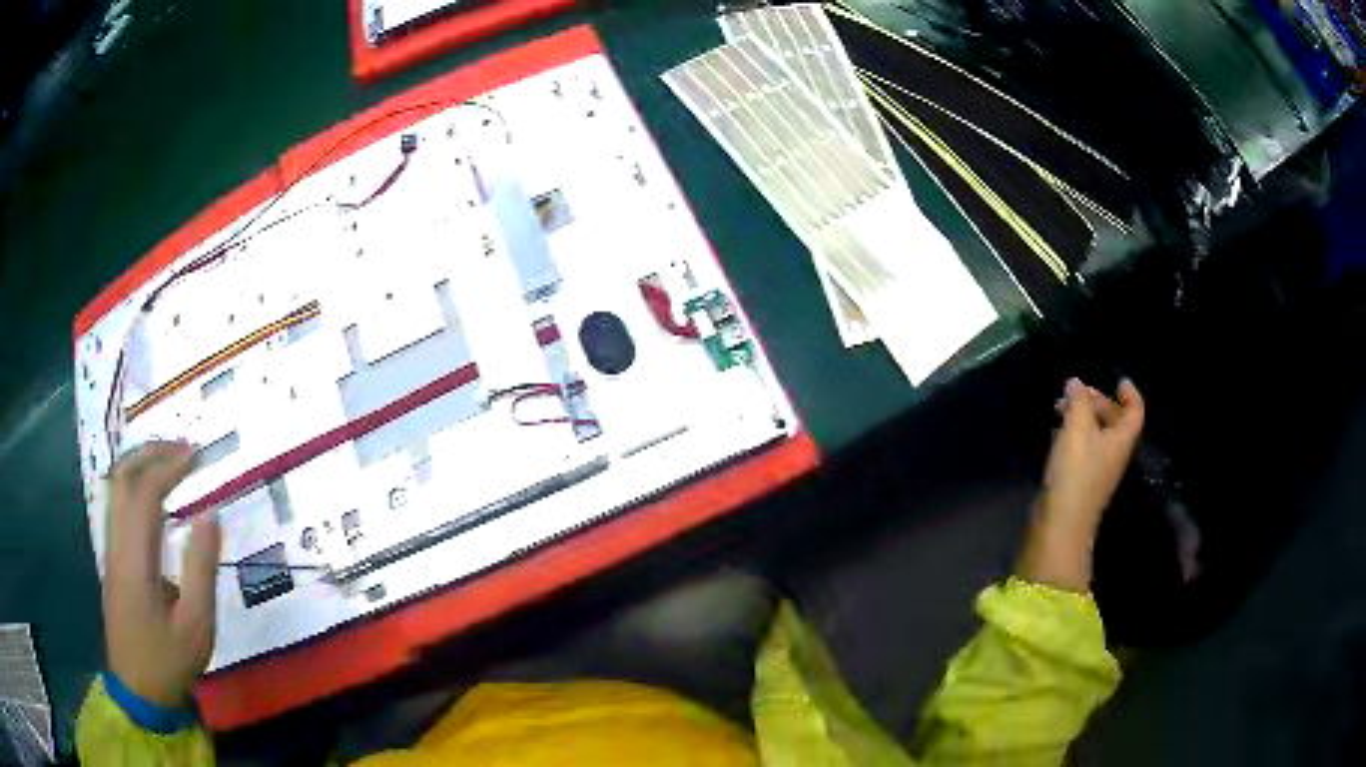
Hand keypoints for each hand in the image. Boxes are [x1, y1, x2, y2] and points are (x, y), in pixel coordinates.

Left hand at [103, 441, 221, 707]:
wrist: (138, 693)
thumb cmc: (169, 663)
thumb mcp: (196, 627)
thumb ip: (202, 569)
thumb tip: (210, 514)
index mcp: (134, 560)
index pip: (145, 493)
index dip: (169, 465)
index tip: (196, 455)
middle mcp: (115, 546)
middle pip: (121, 478)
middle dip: (150, 453)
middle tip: (181, 450)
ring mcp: (109, 553)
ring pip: (116, 490)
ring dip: (140, 466)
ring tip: (170, 464)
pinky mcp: (112, 563)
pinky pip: (118, 509)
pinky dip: (136, 488)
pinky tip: (155, 500)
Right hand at [1019, 378, 1144, 591]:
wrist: (1061, 524)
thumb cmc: (1075, 472)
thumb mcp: (1076, 429)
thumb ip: (1078, 402)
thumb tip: (1076, 382)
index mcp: (1121, 439)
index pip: (1134, 410)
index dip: (1129, 393)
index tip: (1117, 379)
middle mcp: (1115, 453)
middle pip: (1115, 420)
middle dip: (1098, 402)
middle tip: (1076, 392)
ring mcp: (1099, 469)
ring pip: (1097, 434)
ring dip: (1083, 418)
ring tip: (1060, 408)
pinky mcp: (1082, 481)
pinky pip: (1084, 449)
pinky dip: (1074, 435)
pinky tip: (1056, 433)